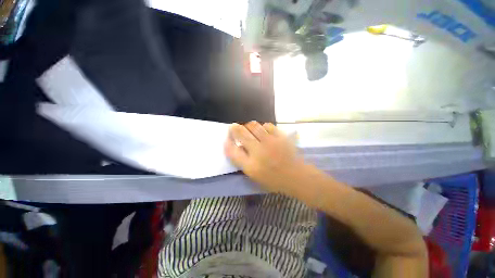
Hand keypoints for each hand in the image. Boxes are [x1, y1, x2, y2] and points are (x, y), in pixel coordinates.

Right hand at [224, 121, 307, 194]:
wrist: (296, 176)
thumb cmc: (274, 179)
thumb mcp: (255, 175)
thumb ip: (243, 161)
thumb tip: (237, 146)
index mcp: (251, 165)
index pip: (232, 150)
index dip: (227, 142)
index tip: (227, 138)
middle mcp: (259, 151)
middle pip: (241, 133)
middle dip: (234, 128)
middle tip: (233, 127)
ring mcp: (270, 142)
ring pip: (253, 125)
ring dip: (248, 126)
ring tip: (248, 128)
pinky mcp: (280, 136)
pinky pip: (267, 125)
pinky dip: (262, 126)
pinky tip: (263, 130)